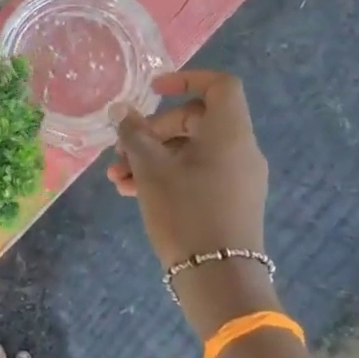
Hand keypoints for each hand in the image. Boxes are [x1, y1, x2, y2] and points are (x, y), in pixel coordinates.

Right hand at [108, 70, 269, 269]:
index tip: (154, 90)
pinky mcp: (231, 201)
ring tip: (117, 178)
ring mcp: (238, 178)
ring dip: (152, 157)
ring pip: (191, 150)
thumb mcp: (151, 169)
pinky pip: (198, 173)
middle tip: (121, 149)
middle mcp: (240, 150)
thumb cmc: (185, 211)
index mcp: (230, 133)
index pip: (220, 86)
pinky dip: (168, 175)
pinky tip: (132, 192)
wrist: (218, 278)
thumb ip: (134, 133)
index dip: (187, 79)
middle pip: (196, 120)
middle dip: (154, 131)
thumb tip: (121, 110)